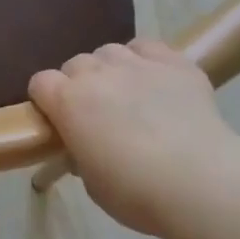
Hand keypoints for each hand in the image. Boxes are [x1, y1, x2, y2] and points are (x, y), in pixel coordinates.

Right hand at [29, 41, 239, 238]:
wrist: (199, 180)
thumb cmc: (135, 191)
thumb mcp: (92, 181)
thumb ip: (81, 153)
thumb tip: (86, 145)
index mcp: (67, 102)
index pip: (40, 82)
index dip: (46, 99)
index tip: (57, 119)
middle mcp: (96, 73)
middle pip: (75, 64)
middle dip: (79, 84)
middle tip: (94, 113)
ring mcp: (136, 63)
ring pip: (110, 51)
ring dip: (110, 69)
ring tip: (125, 93)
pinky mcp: (174, 62)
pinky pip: (148, 47)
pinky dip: (144, 59)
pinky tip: (153, 80)